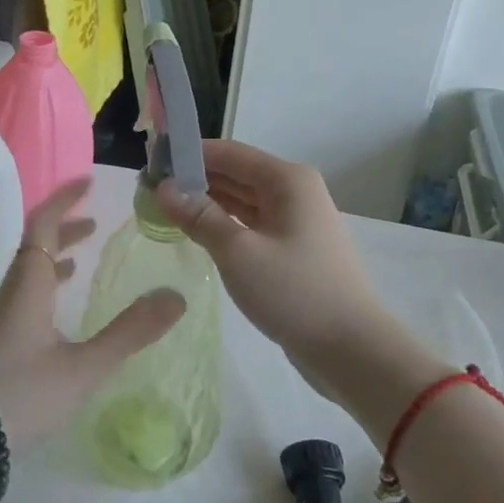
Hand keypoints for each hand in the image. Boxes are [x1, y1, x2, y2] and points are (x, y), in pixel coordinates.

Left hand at [0, 177, 184, 445]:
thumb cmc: (22, 393)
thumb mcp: (84, 366)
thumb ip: (130, 333)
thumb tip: (176, 297)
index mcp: (29, 284)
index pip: (44, 225)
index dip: (64, 200)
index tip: (88, 182)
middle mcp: (12, 291)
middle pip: (35, 244)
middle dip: (64, 226)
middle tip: (94, 220)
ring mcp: (0, 317)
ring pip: (29, 271)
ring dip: (56, 255)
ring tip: (84, 255)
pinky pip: (25, 294)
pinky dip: (47, 284)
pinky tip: (59, 308)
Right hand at [156, 140, 446, 416]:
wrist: (353, 350)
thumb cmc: (295, 292)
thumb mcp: (238, 253)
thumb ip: (199, 216)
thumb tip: (164, 187)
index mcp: (286, 180)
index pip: (227, 152)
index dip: (188, 153)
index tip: (151, 161)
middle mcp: (293, 191)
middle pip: (235, 173)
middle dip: (194, 178)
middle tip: (150, 189)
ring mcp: (296, 221)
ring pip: (242, 200)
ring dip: (206, 202)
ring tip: (164, 208)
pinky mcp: (293, 248)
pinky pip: (251, 224)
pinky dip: (223, 223)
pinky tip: (196, 232)